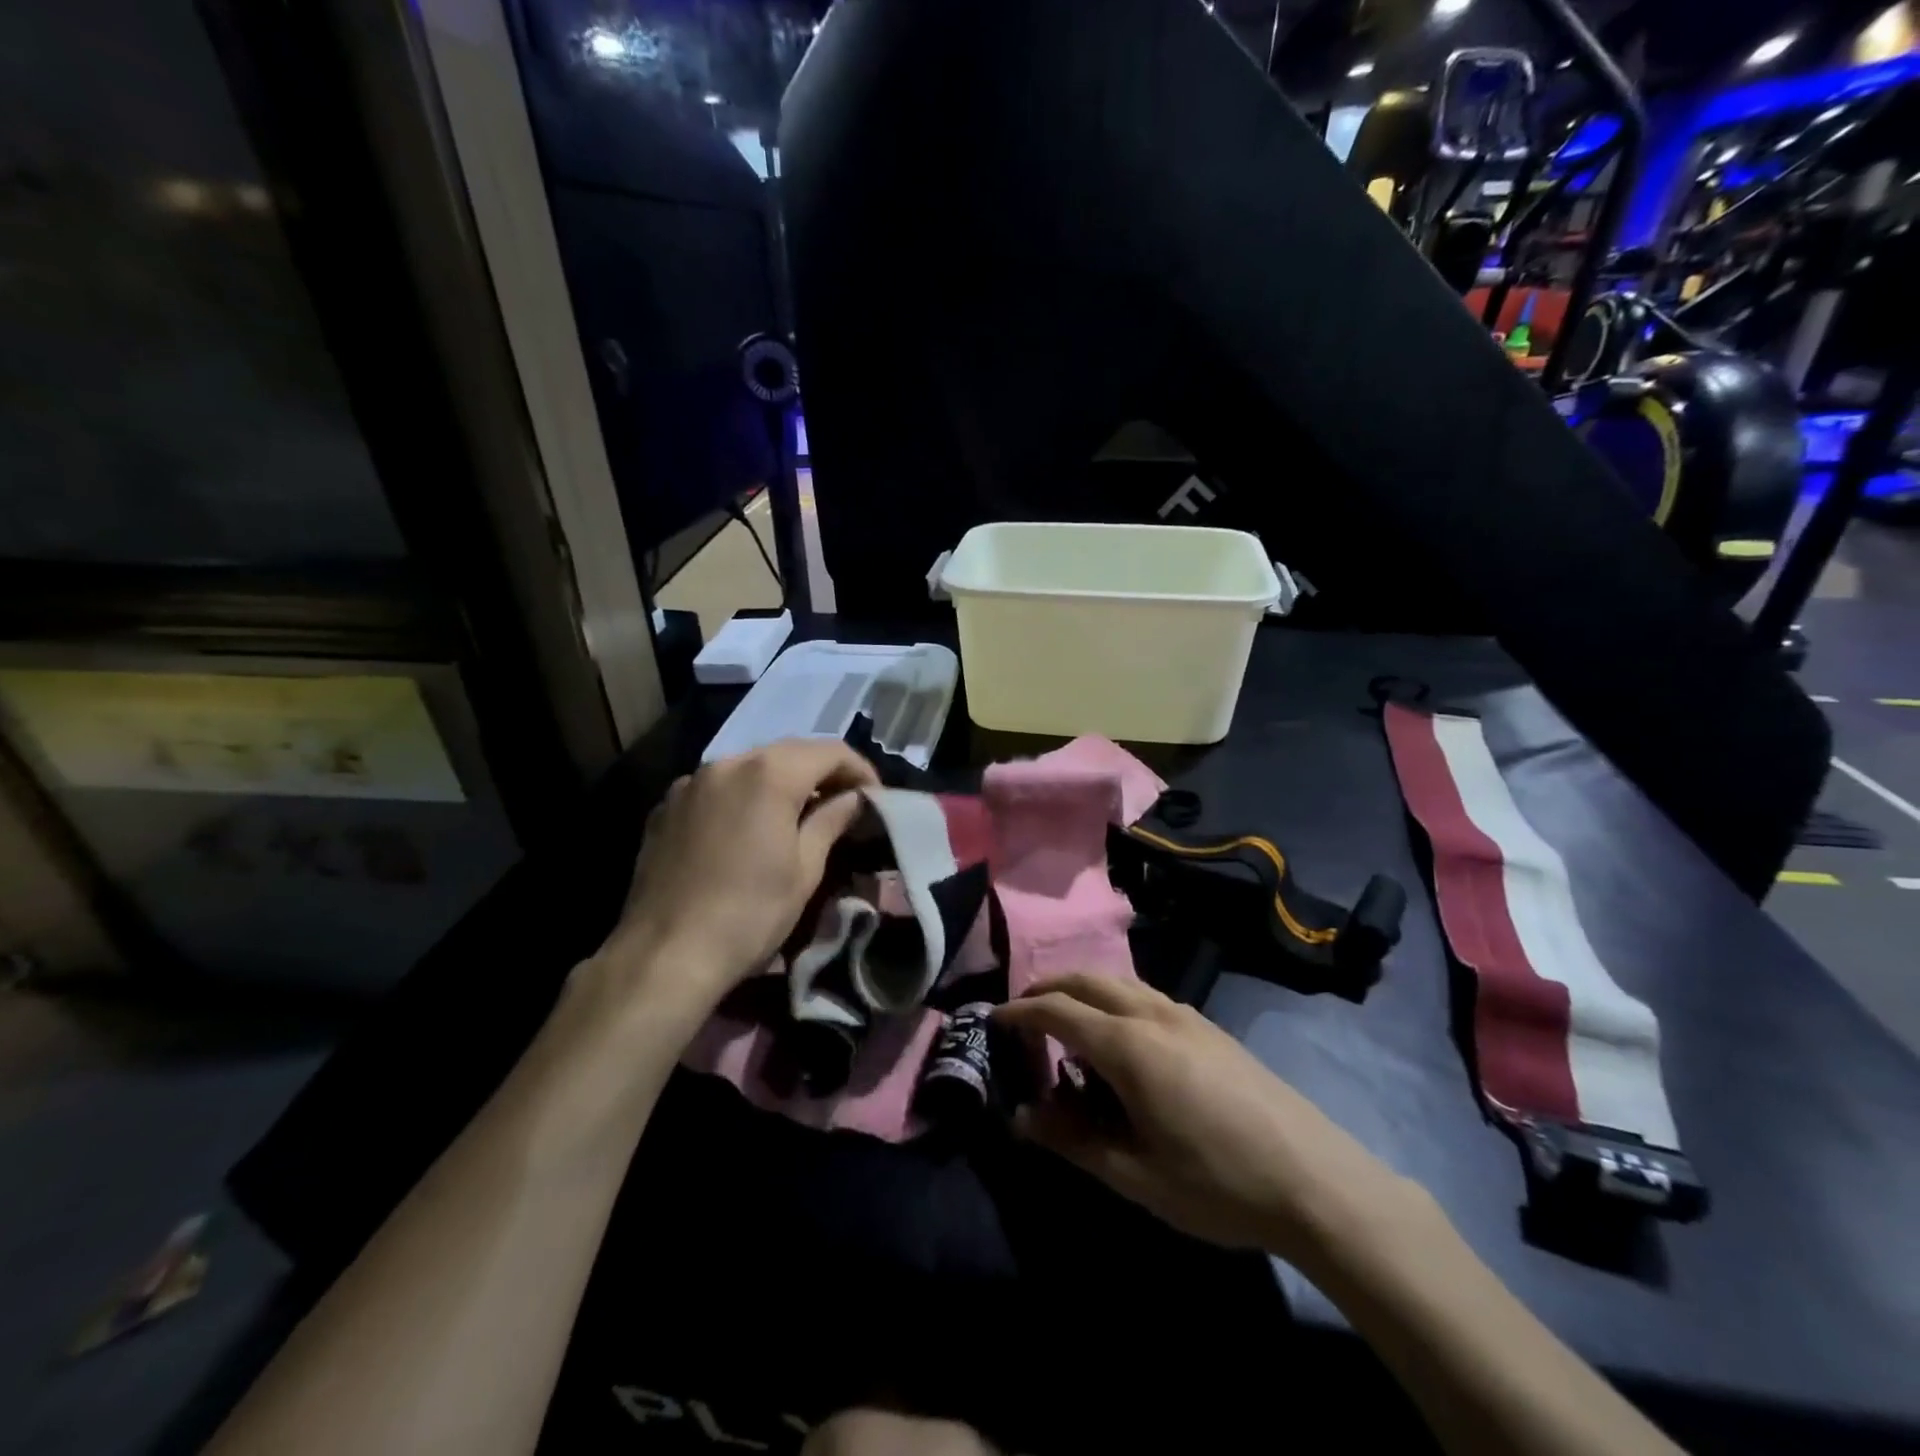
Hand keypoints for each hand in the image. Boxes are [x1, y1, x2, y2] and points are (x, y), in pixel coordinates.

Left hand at [596, 740, 878, 1013]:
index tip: (875, 799)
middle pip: (789, 752)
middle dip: (822, 773)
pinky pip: (717, 788)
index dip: (860, 770)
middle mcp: (727, 763)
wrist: (664, 957)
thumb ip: (832, 820)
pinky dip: (743, 796)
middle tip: (844, 805)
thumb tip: (854, 798)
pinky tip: (749, 830)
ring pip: (750, 767)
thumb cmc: (749, 914)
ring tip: (799, 816)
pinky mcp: (666, 807)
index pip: (830, 751)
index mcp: (769, 773)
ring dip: (782, 782)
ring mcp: (691, 783)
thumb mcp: (805, 870)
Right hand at [994, 975, 1415, 1263]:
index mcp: (1129, 1045)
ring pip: (1118, 982)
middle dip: (1047, 988)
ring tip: (1066, 1027)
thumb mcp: (1134, 1174)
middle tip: (1022, 1015)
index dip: (1020, 1013)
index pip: (1058, 1010)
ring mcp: (1186, 1015)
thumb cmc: (1217, 1183)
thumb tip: (1022, 1117)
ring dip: (1083, 992)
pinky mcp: (1209, 1027)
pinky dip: (1114, 1001)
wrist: (1316, 1180)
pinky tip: (1120, 1041)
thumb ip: (1072, 1140)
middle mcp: (1153, 1014)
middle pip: (1086, 980)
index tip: (993, 1022)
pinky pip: (1146, 996)